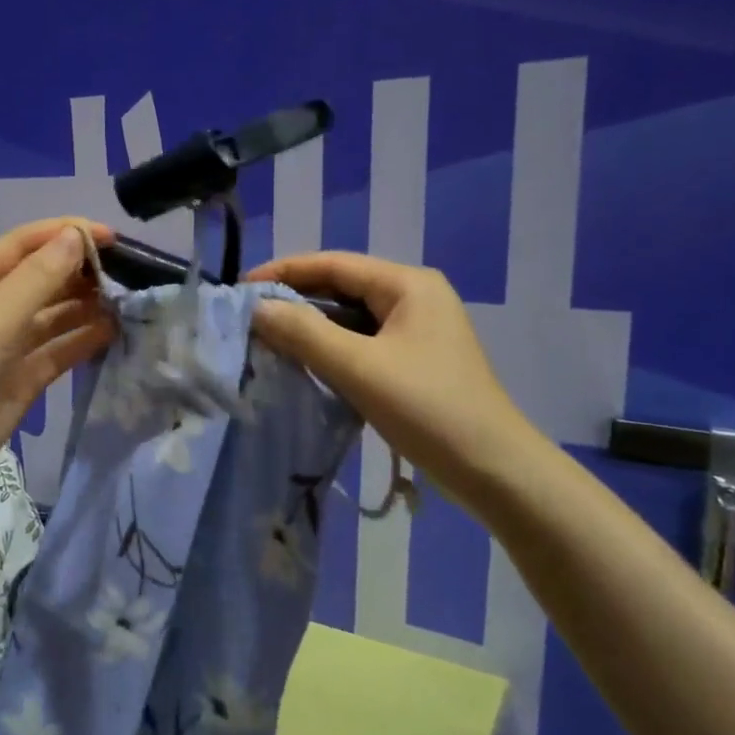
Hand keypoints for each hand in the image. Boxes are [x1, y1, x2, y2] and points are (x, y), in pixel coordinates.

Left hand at [0, 218, 114, 516]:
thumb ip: (37, 278)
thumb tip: (75, 236)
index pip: (22, 245)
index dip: (64, 233)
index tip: (111, 237)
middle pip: (39, 279)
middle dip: (79, 271)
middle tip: (129, 272)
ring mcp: (5, 348)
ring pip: (52, 317)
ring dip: (85, 306)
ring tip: (127, 300)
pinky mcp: (19, 382)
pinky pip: (56, 353)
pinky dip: (81, 341)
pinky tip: (112, 332)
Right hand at [245, 252, 537, 496]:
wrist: (494, 470)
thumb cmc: (428, 409)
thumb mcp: (359, 367)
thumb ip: (304, 333)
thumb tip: (256, 308)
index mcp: (407, 285)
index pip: (333, 264)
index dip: (284, 271)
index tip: (240, 288)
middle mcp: (413, 298)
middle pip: (342, 288)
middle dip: (295, 300)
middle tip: (248, 318)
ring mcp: (416, 332)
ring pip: (350, 319)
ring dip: (310, 327)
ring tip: (266, 340)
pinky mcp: (414, 363)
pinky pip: (362, 344)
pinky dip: (330, 350)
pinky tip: (302, 365)